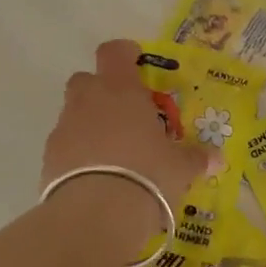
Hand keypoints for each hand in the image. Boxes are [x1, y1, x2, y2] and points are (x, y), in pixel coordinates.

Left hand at [42, 41, 211, 257]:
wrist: (96, 214)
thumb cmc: (147, 173)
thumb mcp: (180, 167)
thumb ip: (196, 158)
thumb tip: (217, 159)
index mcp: (119, 89)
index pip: (114, 52)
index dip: (125, 54)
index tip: (137, 64)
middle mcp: (87, 100)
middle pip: (86, 80)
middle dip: (102, 91)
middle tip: (125, 114)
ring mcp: (64, 128)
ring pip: (74, 113)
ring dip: (90, 124)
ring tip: (114, 153)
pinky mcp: (48, 159)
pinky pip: (64, 146)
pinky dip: (77, 154)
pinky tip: (96, 177)